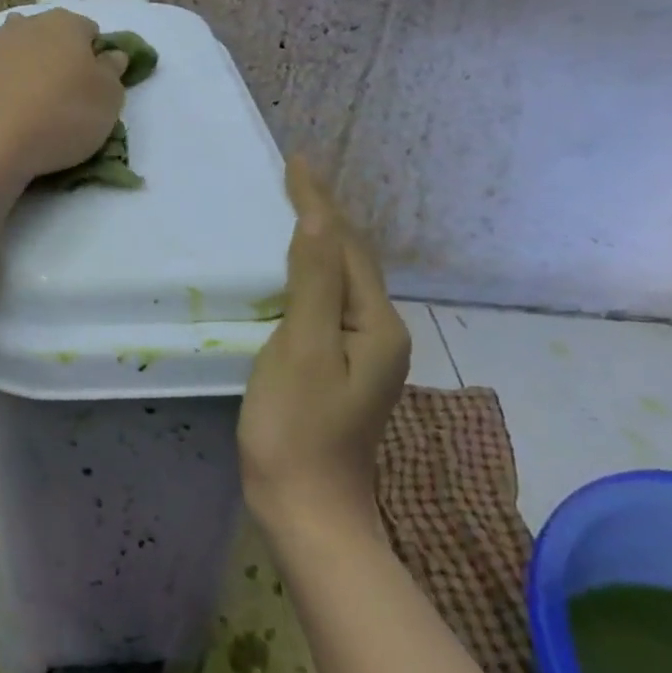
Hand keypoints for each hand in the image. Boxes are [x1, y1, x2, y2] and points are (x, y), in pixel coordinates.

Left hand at [0, 8, 129, 184]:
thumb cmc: (62, 115)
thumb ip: (113, 73)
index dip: (96, 58)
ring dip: (28, 74)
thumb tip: (111, 56)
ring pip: (19, 56)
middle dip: (59, 61)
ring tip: (34, 111)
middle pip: (50, 39)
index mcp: (65, 23)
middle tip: (66, 100)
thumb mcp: (109, 100)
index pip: (90, 32)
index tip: (96, 88)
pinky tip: (7, 118)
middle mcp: (26, 25)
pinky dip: (3, 92)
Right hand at [240, 157, 411, 533]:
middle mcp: (379, 330)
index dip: (318, 200)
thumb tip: (318, 216)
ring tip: (293, 209)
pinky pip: (329, 302)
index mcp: (374, 322)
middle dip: (325, 213)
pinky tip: (292, 271)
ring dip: (319, 240)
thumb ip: (312, 281)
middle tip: (292, 177)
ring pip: (341, 279)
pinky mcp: (342, 368)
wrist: (308, 512)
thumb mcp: (301, 349)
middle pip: (351, 257)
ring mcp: (364, 353)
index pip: (344, 243)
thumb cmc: (297, 429)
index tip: (294, 160)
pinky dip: (311, 273)